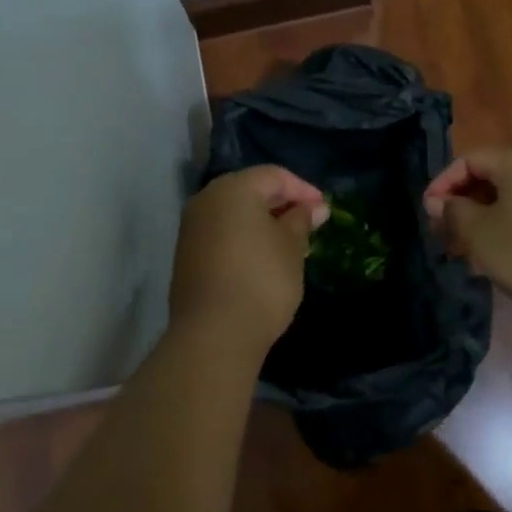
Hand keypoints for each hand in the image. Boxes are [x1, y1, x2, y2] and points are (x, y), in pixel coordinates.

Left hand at [170, 167, 328, 350]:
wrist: (214, 335)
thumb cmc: (262, 280)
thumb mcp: (292, 247)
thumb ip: (301, 221)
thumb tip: (314, 208)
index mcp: (233, 189)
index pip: (274, 176)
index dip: (303, 190)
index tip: (324, 211)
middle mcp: (206, 200)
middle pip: (251, 191)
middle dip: (282, 205)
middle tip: (310, 226)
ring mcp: (192, 228)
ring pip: (235, 214)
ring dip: (264, 223)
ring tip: (292, 245)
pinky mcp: (187, 255)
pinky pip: (222, 233)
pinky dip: (245, 238)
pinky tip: (264, 260)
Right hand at [424, 149, 511, 319]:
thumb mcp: (480, 233)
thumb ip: (453, 212)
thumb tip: (437, 202)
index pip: (469, 159)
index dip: (442, 183)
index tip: (427, 213)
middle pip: (488, 177)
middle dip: (460, 204)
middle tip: (440, 234)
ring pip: (506, 200)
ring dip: (479, 221)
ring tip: (461, 251)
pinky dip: (503, 230)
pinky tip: (491, 259)